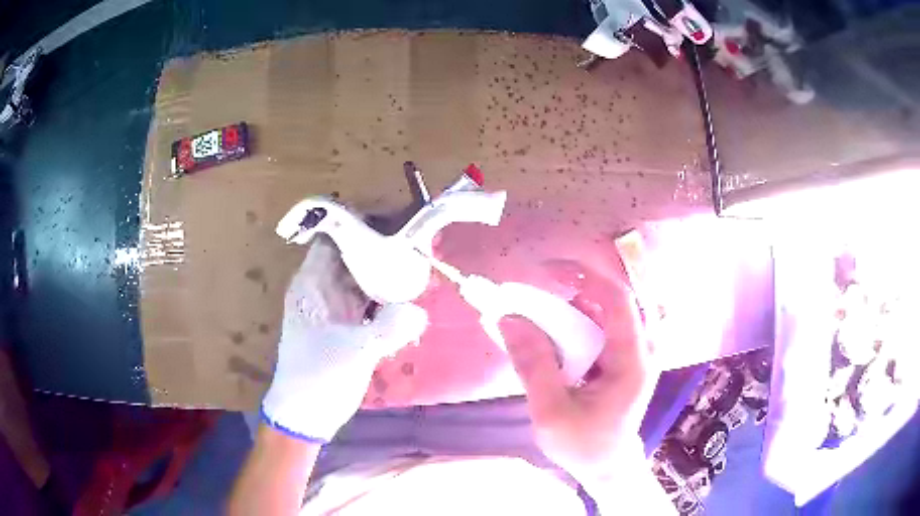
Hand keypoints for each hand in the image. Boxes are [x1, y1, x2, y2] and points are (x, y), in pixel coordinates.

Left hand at [261, 237, 427, 441]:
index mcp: (312, 285)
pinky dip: (385, 298)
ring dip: (385, 273)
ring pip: (361, 278)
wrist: (305, 413)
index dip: (361, 226)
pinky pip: (366, 301)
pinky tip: (408, 298)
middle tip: (417, 244)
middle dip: (381, 249)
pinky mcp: (344, 325)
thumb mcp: (354, 353)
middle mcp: (321, 289)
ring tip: (418, 266)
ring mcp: (333, 307)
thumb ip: (388, 330)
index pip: (334, 238)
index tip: (395, 224)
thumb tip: (419, 311)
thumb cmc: (318, 378)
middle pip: (351, 256)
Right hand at [499, 262, 658, 483]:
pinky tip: (562, 331)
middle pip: (618, 295)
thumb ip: (533, 365)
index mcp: (633, 360)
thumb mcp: (550, 411)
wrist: (608, 465)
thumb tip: (509, 318)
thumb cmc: (583, 445)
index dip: (583, 276)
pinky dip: (585, 316)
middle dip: (581, 286)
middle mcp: (644, 347)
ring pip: (615, 306)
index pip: (618, 299)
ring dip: (581, 301)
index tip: (545, 271)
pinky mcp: (630, 355)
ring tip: (547, 313)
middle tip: (546, 291)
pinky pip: (610, 321)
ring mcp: (640, 350)